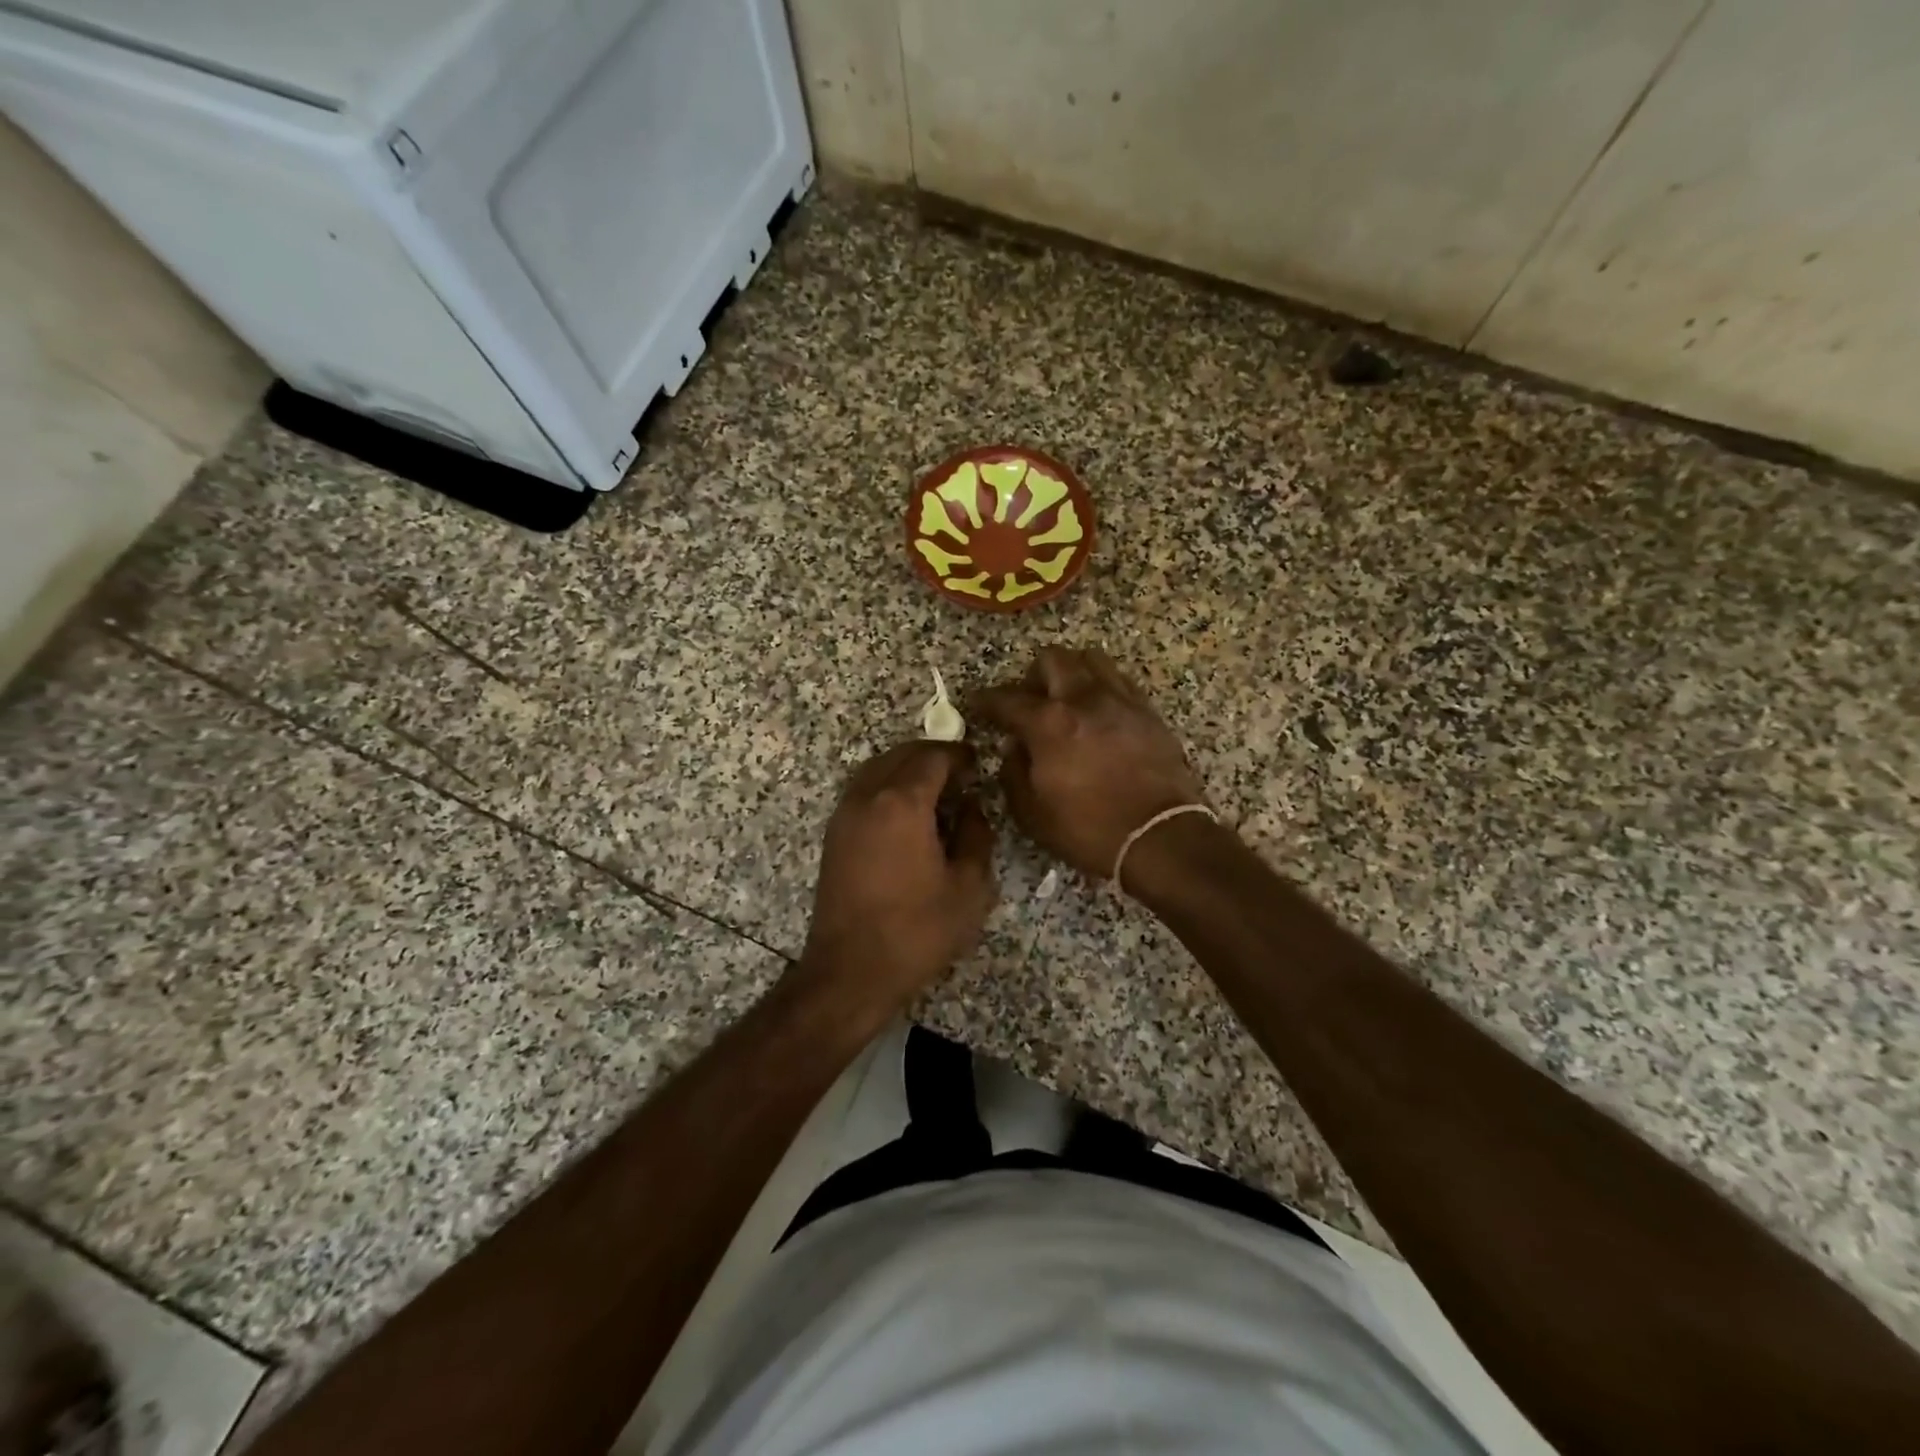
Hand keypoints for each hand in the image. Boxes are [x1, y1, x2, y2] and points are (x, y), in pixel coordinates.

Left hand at [797, 740, 997, 1014]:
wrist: (851, 971)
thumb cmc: (917, 930)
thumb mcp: (969, 887)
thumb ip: (976, 835)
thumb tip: (971, 807)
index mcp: (902, 803)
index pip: (933, 757)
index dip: (959, 754)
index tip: (978, 762)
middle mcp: (867, 797)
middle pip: (901, 755)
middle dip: (932, 756)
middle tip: (961, 773)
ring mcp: (844, 815)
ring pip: (877, 769)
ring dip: (906, 768)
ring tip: (936, 790)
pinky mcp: (834, 835)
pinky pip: (863, 790)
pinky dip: (887, 786)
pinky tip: (907, 814)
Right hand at [971, 647, 1204, 879]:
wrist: (1160, 837)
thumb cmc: (1089, 830)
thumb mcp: (1032, 814)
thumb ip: (1013, 773)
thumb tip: (1013, 747)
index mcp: (1048, 723)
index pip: (1006, 698)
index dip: (985, 701)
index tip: (978, 705)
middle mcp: (1083, 699)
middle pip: (1052, 659)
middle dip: (1032, 676)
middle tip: (1029, 702)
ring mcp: (1120, 701)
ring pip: (1091, 659)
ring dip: (1071, 672)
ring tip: (1067, 699)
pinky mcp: (1148, 711)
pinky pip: (1120, 680)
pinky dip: (1102, 687)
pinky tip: (1099, 711)